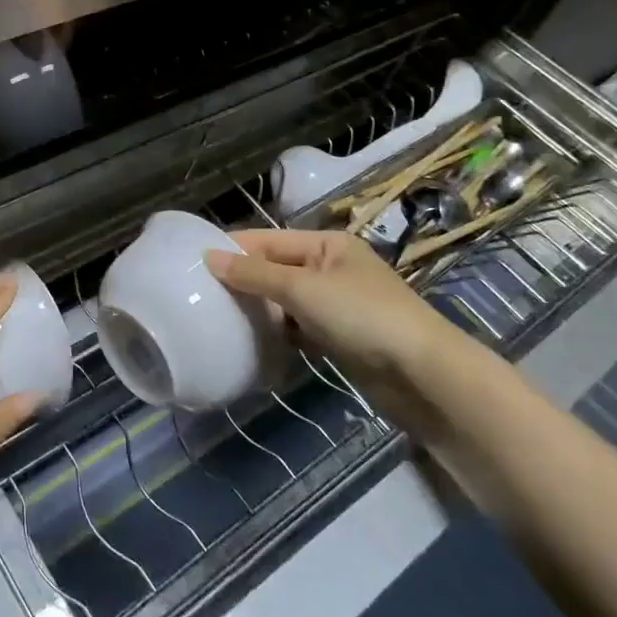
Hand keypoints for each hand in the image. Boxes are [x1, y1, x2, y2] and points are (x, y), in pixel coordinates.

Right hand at [205, 229, 465, 384]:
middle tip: (201, 295)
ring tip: (218, 318)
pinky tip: (252, 342)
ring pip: (285, 301)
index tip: (193, 262)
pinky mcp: (340, 337)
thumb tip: (209, 257)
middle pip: (276, 269)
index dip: (234, 249)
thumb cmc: (362, 317)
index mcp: (328, 245)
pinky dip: (278, 333)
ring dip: (259, 309)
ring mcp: (337, 304)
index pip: (269, 240)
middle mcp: (332, 268)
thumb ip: (254, 274)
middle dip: (243, 281)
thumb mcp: (303, 289)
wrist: (423, 376)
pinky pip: (298, 328)